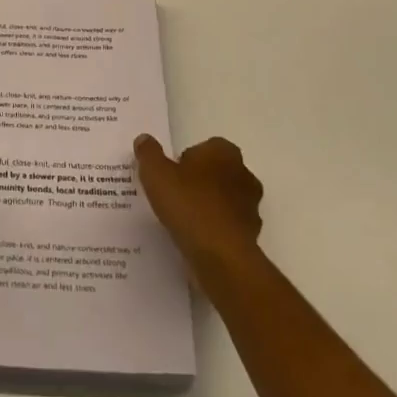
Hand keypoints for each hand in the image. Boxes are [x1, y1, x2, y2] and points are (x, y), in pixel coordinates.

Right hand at [134, 134, 263, 268]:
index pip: (205, 147)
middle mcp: (243, 174)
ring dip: (209, 206)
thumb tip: (144, 140)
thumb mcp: (156, 174)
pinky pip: (228, 225)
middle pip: (217, 172)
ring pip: (225, 200)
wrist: (221, 256)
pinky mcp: (252, 234)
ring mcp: (251, 206)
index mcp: (223, 152)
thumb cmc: (189, 205)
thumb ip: (149, 154)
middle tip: (175, 196)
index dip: (186, 160)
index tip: (171, 176)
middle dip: (199, 181)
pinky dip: (216, 229)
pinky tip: (197, 240)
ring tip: (184, 221)